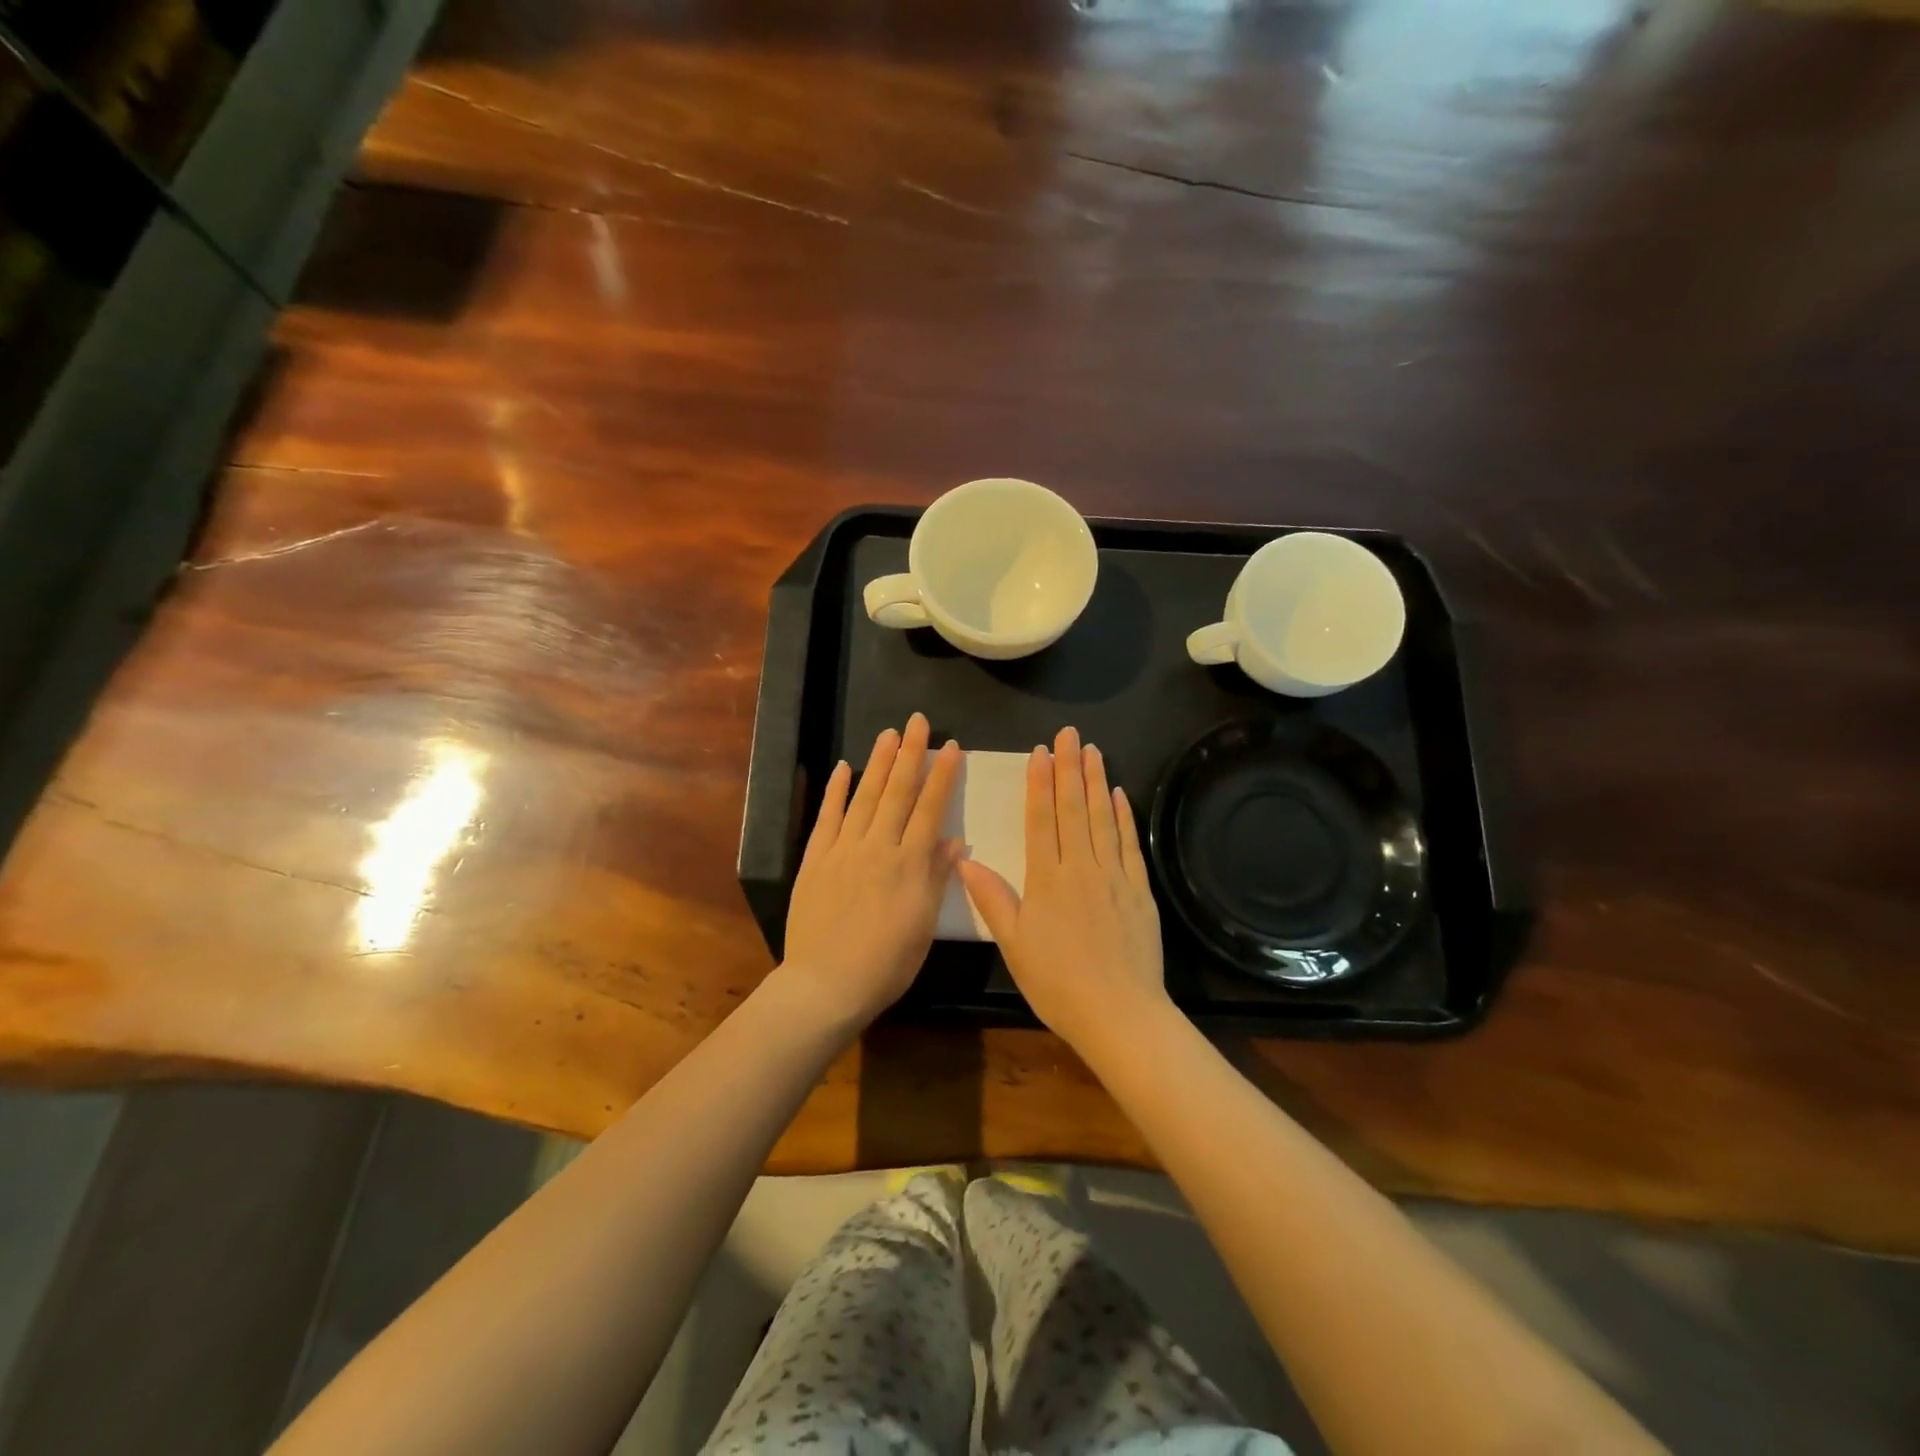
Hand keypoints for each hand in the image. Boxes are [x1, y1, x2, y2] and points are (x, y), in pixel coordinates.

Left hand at [780, 713, 962, 1027]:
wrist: (825, 985)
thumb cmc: (885, 964)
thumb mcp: (923, 926)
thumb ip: (937, 878)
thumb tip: (954, 839)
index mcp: (910, 864)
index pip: (929, 809)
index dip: (941, 776)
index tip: (950, 747)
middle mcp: (878, 847)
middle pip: (897, 792)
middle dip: (910, 754)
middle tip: (917, 721)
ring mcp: (843, 850)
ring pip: (864, 797)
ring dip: (878, 763)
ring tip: (889, 733)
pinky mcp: (815, 859)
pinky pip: (827, 818)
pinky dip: (835, 791)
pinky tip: (844, 768)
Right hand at [958, 725, 1170, 1050]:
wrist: (1119, 1013)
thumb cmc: (1057, 983)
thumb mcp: (1013, 944)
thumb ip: (992, 899)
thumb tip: (964, 861)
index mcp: (1047, 878)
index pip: (1041, 818)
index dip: (1040, 782)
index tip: (1040, 752)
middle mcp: (1081, 866)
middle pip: (1074, 808)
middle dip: (1070, 767)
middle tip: (1069, 734)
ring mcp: (1114, 875)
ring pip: (1103, 818)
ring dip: (1096, 781)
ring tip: (1093, 750)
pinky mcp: (1139, 889)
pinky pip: (1129, 843)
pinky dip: (1123, 816)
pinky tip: (1119, 794)